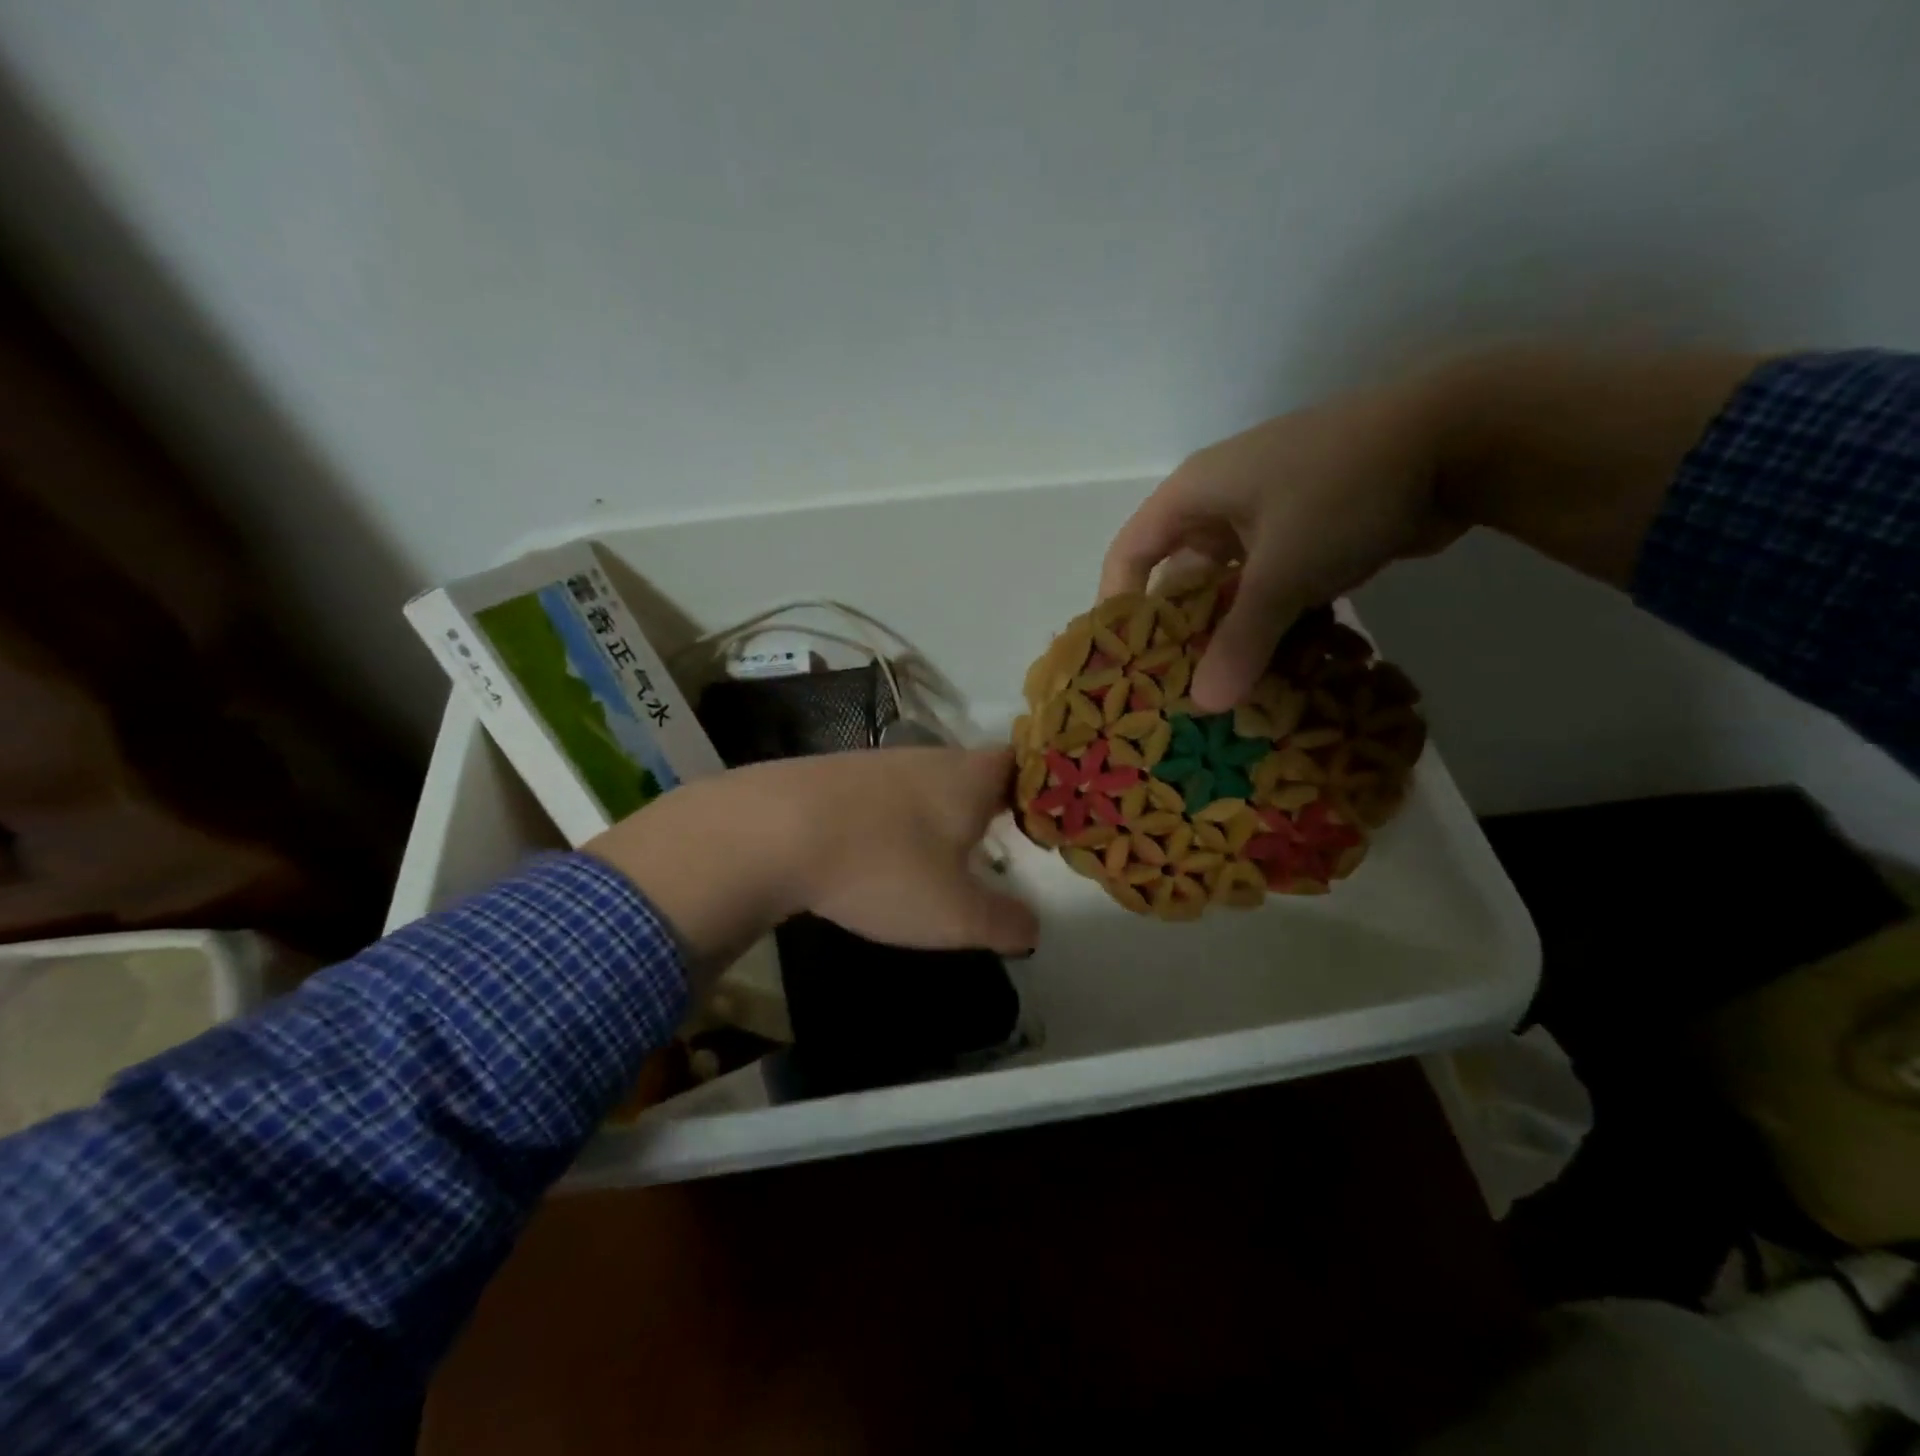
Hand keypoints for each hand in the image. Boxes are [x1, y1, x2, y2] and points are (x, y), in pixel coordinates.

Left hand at [586, 748, 1035, 983]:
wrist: (772, 831)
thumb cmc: (883, 867)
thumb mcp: (953, 914)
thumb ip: (1002, 923)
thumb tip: (1032, 928)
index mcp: (969, 778)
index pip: (1022, 762)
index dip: (1040, 785)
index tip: (1047, 815)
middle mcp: (929, 759)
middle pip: (974, 770)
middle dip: (990, 802)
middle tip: (1002, 838)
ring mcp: (878, 763)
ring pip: (927, 781)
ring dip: (940, 811)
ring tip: (942, 851)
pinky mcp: (836, 777)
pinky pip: (884, 795)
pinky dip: (895, 819)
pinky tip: (881, 850)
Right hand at [1099, 380, 1459, 712]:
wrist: (1460, 437)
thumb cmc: (1342, 491)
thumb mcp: (1282, 571)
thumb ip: (1241, 640)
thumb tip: (1205, 706)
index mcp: (1194, 496)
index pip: (1130, 553)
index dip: (1119, 606)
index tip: (1123, 661)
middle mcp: (1222, 506)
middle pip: (1181, 579)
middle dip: (1182, 634)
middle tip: (1179, 691)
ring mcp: (1269, 521)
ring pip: (1233, 591)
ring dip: (1234, 637)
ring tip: (1228, 691)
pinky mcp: (1310, 537)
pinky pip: (1275, 590)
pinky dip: (1276, 625)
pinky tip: (1281, 669)